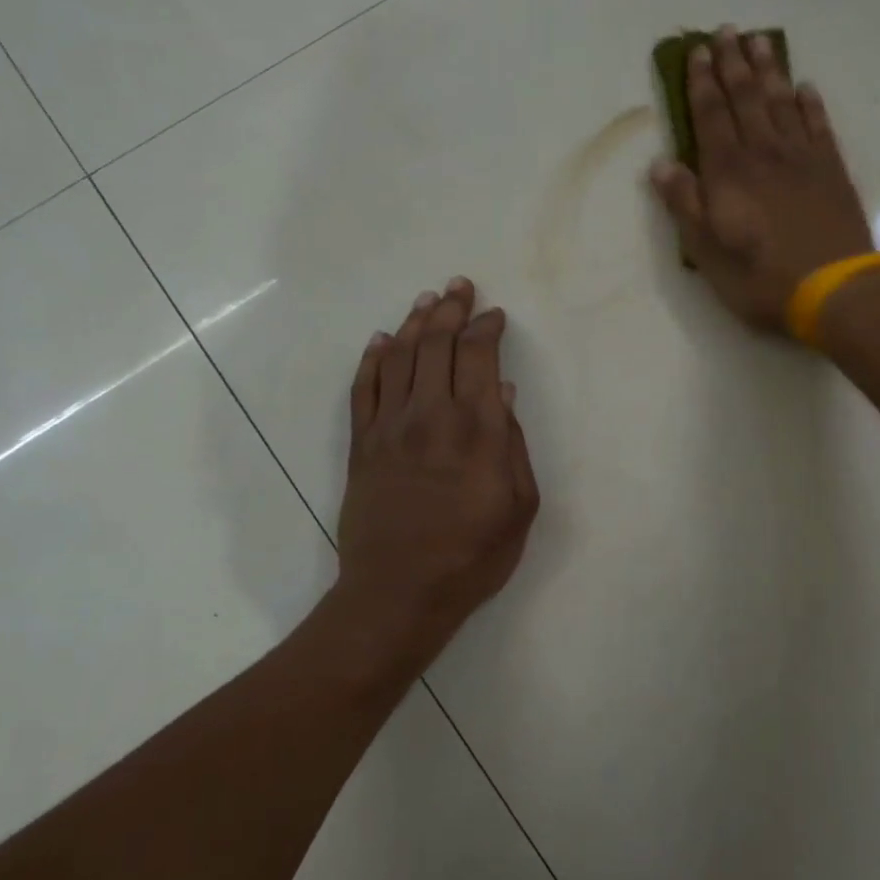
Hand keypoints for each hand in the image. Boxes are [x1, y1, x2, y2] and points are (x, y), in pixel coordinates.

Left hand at [335, 278, 539, 670]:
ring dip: (413, 322)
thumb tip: (504, 395)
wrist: (399, 592)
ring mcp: (390, 426)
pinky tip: (380, 340)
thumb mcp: (519, 507)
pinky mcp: (361, 444)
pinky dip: (372, 358)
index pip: (479, 357)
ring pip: (398, 356)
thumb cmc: (472, 555)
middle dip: (450, 309)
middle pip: (437, 344)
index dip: (486, 328)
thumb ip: (513, 445)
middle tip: (458, 286)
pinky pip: (363, 387)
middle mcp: (431, 414)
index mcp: (477, 428)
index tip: (494, 315)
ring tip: (425, 300)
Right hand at [650, 26, 874, 331]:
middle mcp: (764, 153)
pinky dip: (809, 104)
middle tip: (726, 30)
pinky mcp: (831, 169)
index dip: (701, 83)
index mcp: (728, 171)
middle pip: (745, 98)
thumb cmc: (759, 277)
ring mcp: (802, 158)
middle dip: (732, 63)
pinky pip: (818, 125)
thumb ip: (685, 204)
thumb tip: (661, 165)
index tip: (696, 52)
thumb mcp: (707, 250)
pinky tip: (804, 88)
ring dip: (768, 71)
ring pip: (781, 102)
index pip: (711, 116)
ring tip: (759, 41)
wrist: (832, 288)